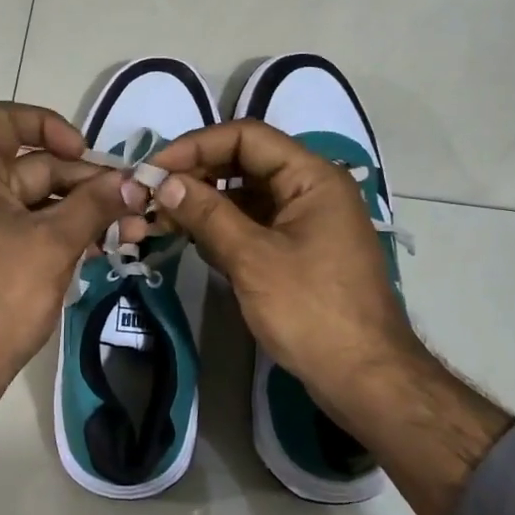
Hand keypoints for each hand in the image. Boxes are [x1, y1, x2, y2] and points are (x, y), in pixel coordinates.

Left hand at [0, 102, 128, 393]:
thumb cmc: (1, 295)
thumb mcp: (54, 243)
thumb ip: (95, 205)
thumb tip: (136, 180)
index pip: (5, 121)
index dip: (47, 124)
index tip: (83, 152)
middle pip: (36, 166)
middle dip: (87, 182)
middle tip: (134, 201)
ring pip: (42, 203)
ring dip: (86, 211)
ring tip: (133, 229)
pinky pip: (36, 231)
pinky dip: (68, 234)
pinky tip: (106, 248)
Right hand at [134, 119, 419, 423]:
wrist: (363, 377)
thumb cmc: (311, 311)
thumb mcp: (253, 258)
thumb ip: (207, 214)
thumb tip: (164, 182)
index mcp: (312, 177)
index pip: (246, 137)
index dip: (196, 146)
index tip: (154, 169)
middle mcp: (310, 190)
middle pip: (244, 163)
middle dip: (196, 175)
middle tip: (151, 195)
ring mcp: (304, 222)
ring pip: (245, 196)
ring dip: (204, 203)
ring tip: (160, 217)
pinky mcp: (296, 251)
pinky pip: (252, 225)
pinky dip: (221, 228)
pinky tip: (189, 239)